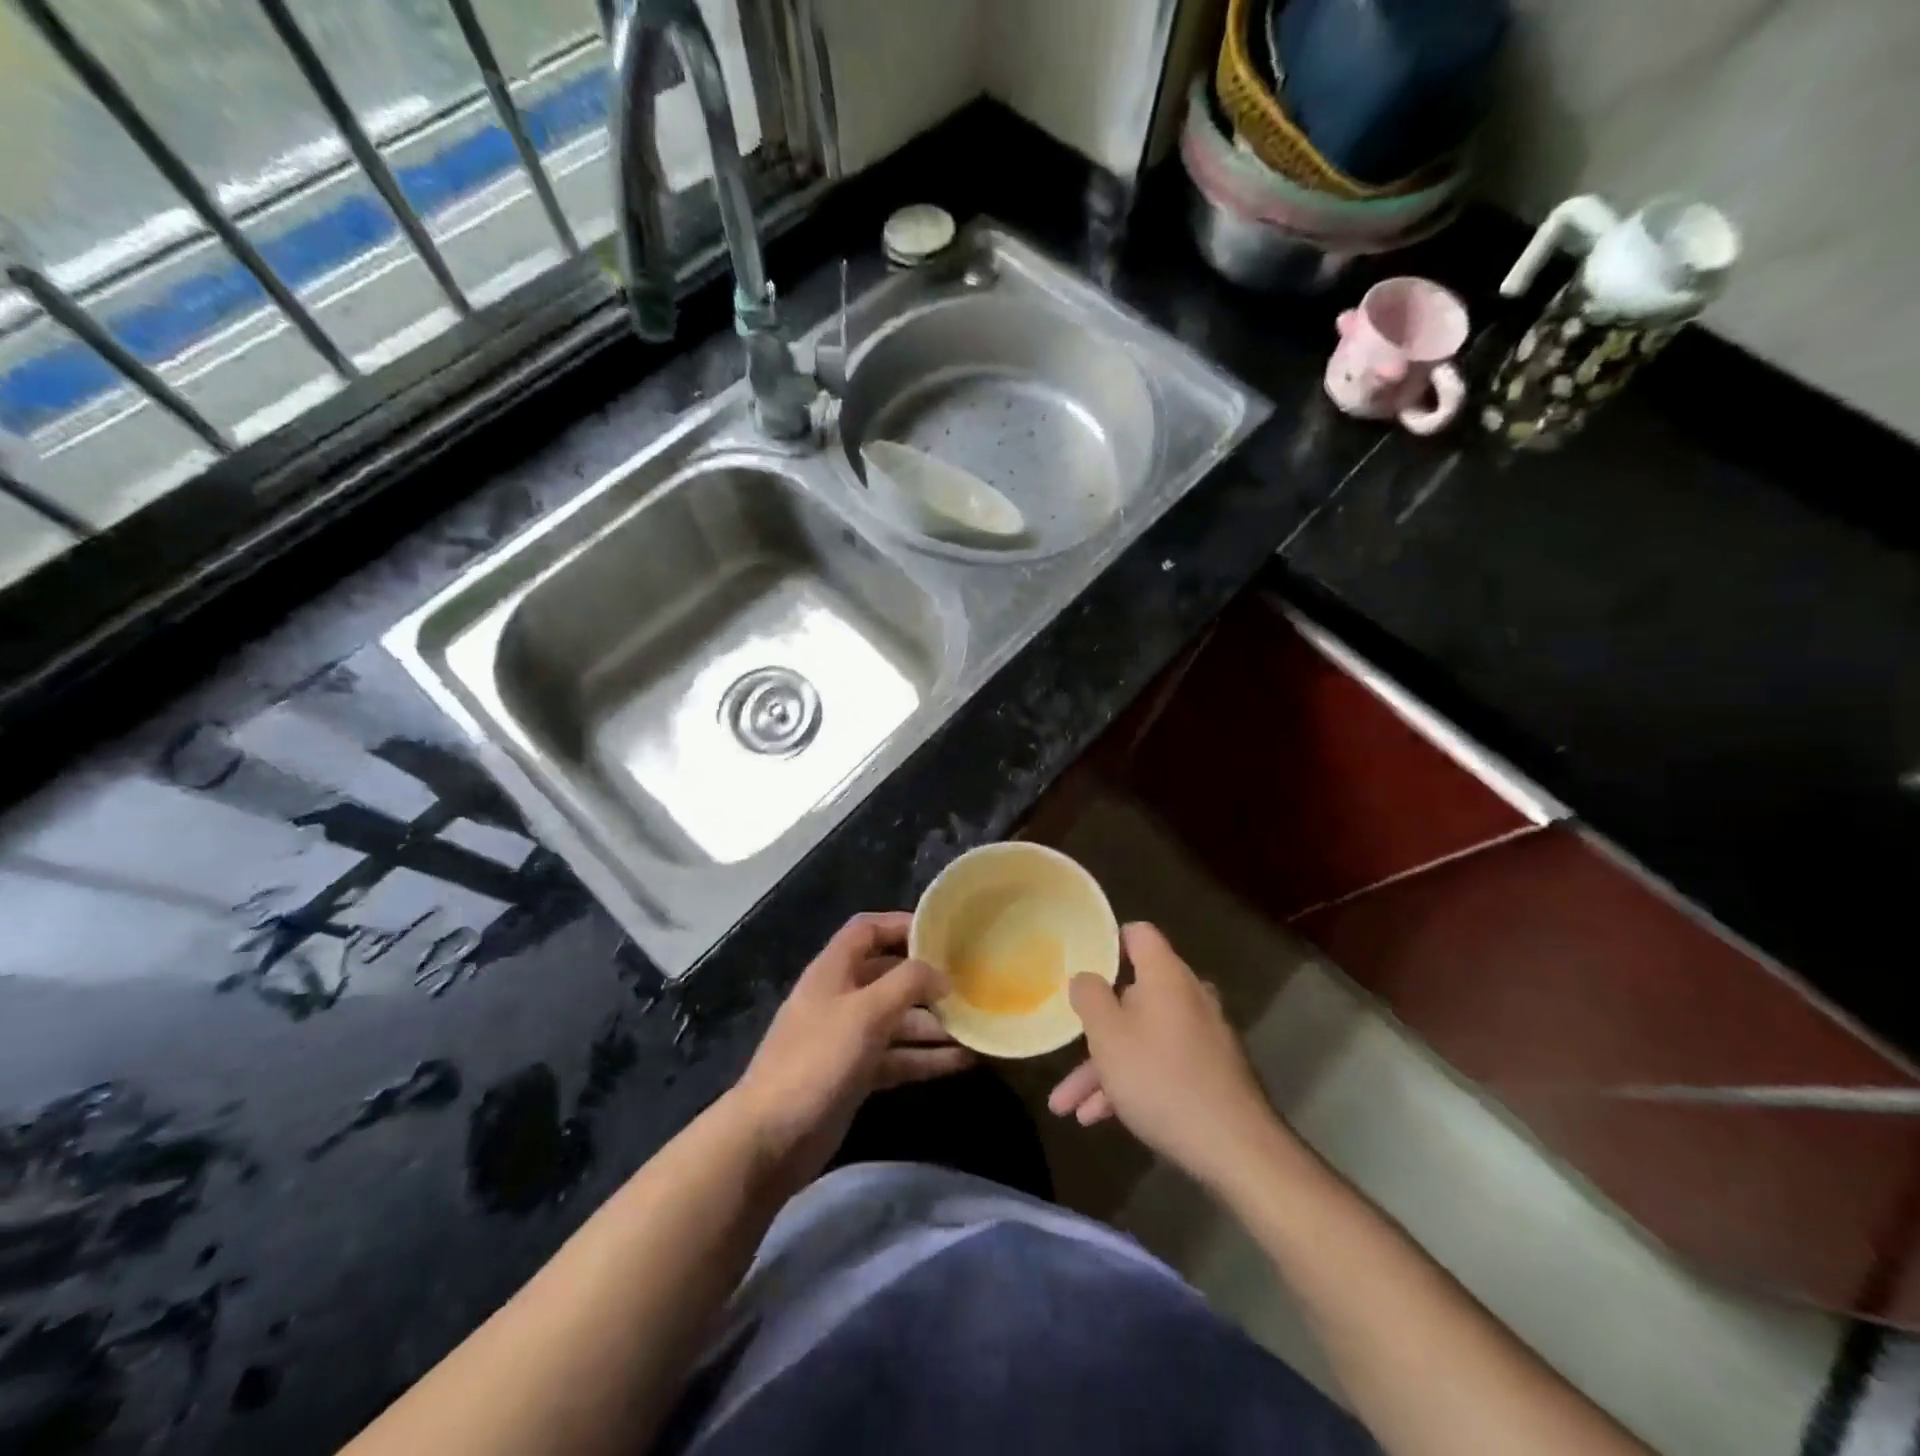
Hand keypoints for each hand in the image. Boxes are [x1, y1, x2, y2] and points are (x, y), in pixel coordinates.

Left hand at [729, 912, 972, 1192]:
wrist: (770, 1139)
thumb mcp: (867, 1012)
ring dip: (934, 1023)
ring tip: (978, 1027)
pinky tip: (963, 1061)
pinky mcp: (856, 1075)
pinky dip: (926, 1058)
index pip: (867, 930)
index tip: (943, 935)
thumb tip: (941, 974)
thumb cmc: (818, 1060)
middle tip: (970, 984)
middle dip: (927, 980)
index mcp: (833, 970)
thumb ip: (907, 984)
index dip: (901, 925)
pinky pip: (897, 1057)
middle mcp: (841, 998)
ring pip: (898, 1020)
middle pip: (889, 976)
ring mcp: (848, 1038)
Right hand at [1048, 922, 1282, 1189]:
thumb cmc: (1161, 1079)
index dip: (1108, 941)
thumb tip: (1085, 976)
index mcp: (1167, 976)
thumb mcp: (1108, 1036)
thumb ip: (1089, 997)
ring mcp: (1204, 1036)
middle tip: (1067, 1046)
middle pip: (1133, 995)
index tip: (1082, 962)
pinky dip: (1131, 1083)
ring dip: (1105, 1067)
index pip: (1139, 935)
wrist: (1235, 1148)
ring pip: (1143, 1037)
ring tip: (1068, 1105)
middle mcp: (1189, 997)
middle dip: (1096, 1027)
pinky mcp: (1211, 1072)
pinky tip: (1100, 1118)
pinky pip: (1162, 1064)